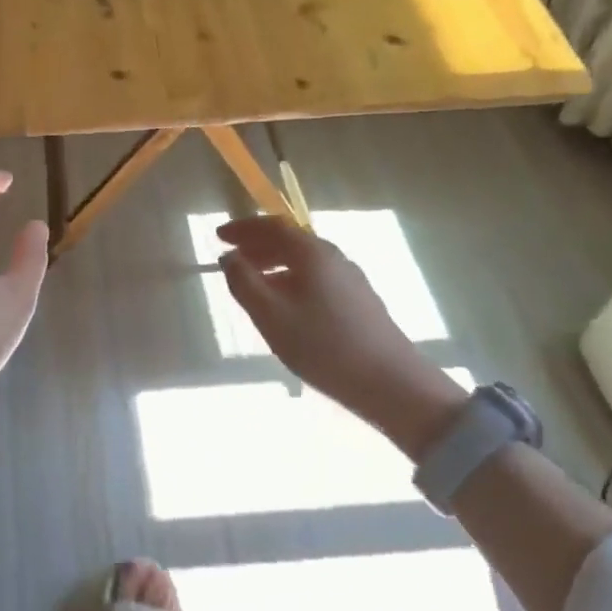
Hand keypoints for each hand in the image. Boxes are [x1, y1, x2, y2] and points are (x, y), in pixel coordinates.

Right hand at [218, 216, 463, 453]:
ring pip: (304, 260)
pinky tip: (286, 306)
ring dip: (274, 264)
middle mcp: (333, 257)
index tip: (219, 236)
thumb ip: (244, 282)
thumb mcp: (271, 316)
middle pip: (290, 240)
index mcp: (312, 253)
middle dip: (257, 245)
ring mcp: (350, 279)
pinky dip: (292, 279)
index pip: (273, 225)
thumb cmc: (324, 346)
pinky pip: (316, 277)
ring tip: (253, 284)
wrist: (392, 385)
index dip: (244, 228)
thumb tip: (229, 257)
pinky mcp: (359, 301)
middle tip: (232, 259)